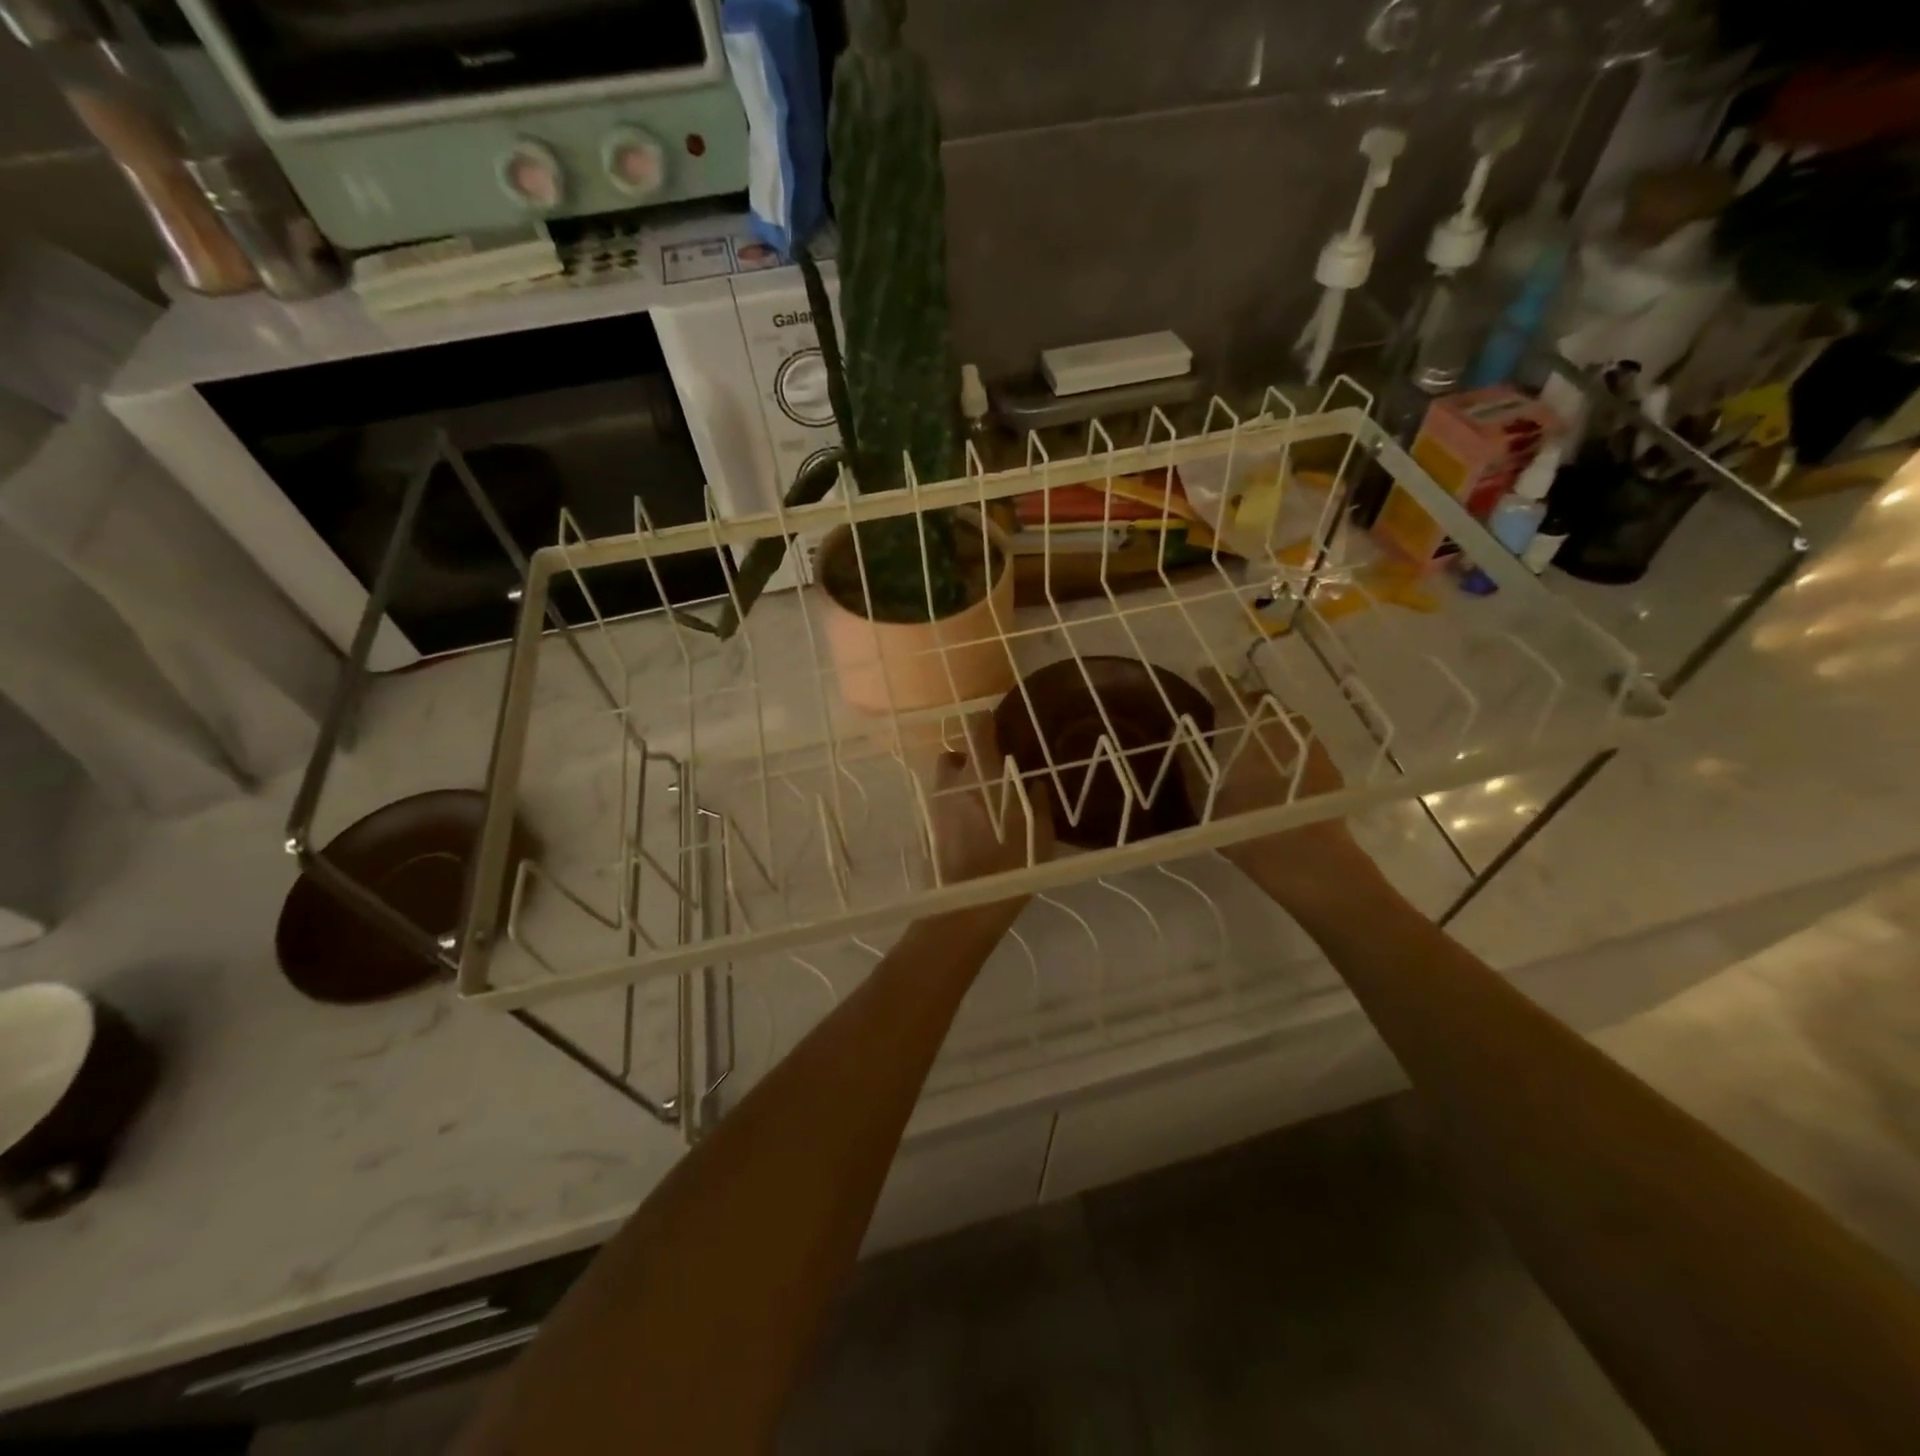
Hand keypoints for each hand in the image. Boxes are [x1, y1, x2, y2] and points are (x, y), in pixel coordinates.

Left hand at [926, 716, 1054, 885]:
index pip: (977, 730)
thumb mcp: (1039, 836)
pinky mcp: (929, 827)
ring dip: (961, 783)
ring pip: (946, 780)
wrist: (965, 909)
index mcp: (982, 776)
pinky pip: (942, 803)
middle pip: (955, 755)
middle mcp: (954, 783)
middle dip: (970, 759)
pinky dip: (955, 805)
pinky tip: (972, 825)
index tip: (997, 722)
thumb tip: (1033, 785)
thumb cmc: (1010, 867)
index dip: (986, 721)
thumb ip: (1037, 805)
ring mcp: (937, 805)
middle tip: (992, 774)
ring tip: (983, 802)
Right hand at [1180, 667, 1371, 907]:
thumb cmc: (1245, 826)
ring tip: (1248, 734)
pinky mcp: (1326, 760)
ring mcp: (1308, 740)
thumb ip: (1189, 758)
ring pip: (1280, 718)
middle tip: (1223, 711)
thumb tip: (1180, 728)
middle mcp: (1279, 722)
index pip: (1226, 689)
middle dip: (1240, 700)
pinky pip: (1297, 737)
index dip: (1212, 679)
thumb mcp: (1203, 796)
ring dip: (1263, 720)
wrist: (1309, 860)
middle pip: (1257, 700)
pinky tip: (1274, 758)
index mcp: (1244, 725)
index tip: (1202, 673)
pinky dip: (1281, 739)